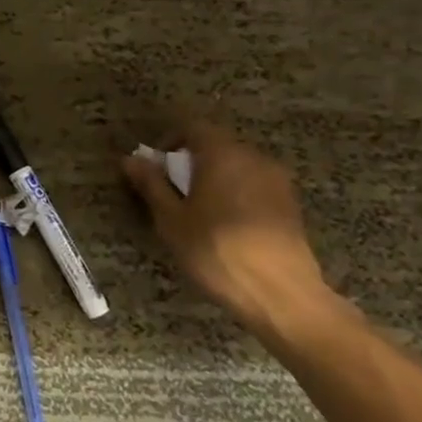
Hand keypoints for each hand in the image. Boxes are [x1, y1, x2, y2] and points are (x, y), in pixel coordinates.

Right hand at [123, 120, 330, 332]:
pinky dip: (235, 195)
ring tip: (199, 213)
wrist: (282, 295)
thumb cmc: (216, 251)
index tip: (155, 168)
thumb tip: (131, 159)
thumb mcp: (171, 219)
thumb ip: (151, 184)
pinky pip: (254, 186)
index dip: (169, 141)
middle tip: (172, 194)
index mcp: (223, 154)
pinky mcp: (290, 205)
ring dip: (214, 179)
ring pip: (236, 167)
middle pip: (216, 145)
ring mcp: (277, 181)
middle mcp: (254, 157)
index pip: (192, 127)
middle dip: (190, 163)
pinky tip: (227, 227)